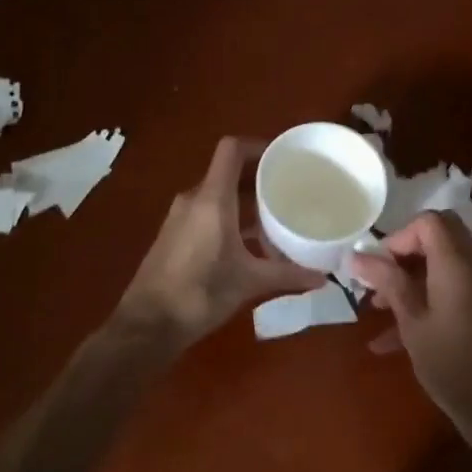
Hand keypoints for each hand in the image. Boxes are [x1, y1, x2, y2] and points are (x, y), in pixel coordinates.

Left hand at [117, 137, 326, 345]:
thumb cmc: (200, 294)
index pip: (232, 150)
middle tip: (289, 187)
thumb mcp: (249, 282)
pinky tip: (249, 242)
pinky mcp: (175, 235)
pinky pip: (207, 212)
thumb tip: (323, 277)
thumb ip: (287, 274)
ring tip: (275, 215)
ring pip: (218, 194)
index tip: (283, 157)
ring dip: (245, 200)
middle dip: (258, 176)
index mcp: (212, 199)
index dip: (257, 146)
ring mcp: (181, 217)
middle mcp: (194, 199)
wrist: (147, 325)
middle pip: (228, 171)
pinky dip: (230, 216)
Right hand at [349, 212, 471, 438]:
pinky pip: (449, 286)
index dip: (399, 236)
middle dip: (405, 251)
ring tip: (376, 307)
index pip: (428, 221)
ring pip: (441, 261)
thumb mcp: (412, 321)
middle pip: (438, 234)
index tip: (378, 265)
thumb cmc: (450, 361)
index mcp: (456, 261)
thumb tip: (357, 255)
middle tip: (381, 277)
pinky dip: (424, 297)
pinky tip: (388, 339)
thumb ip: (387, 282)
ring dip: (410, 276)